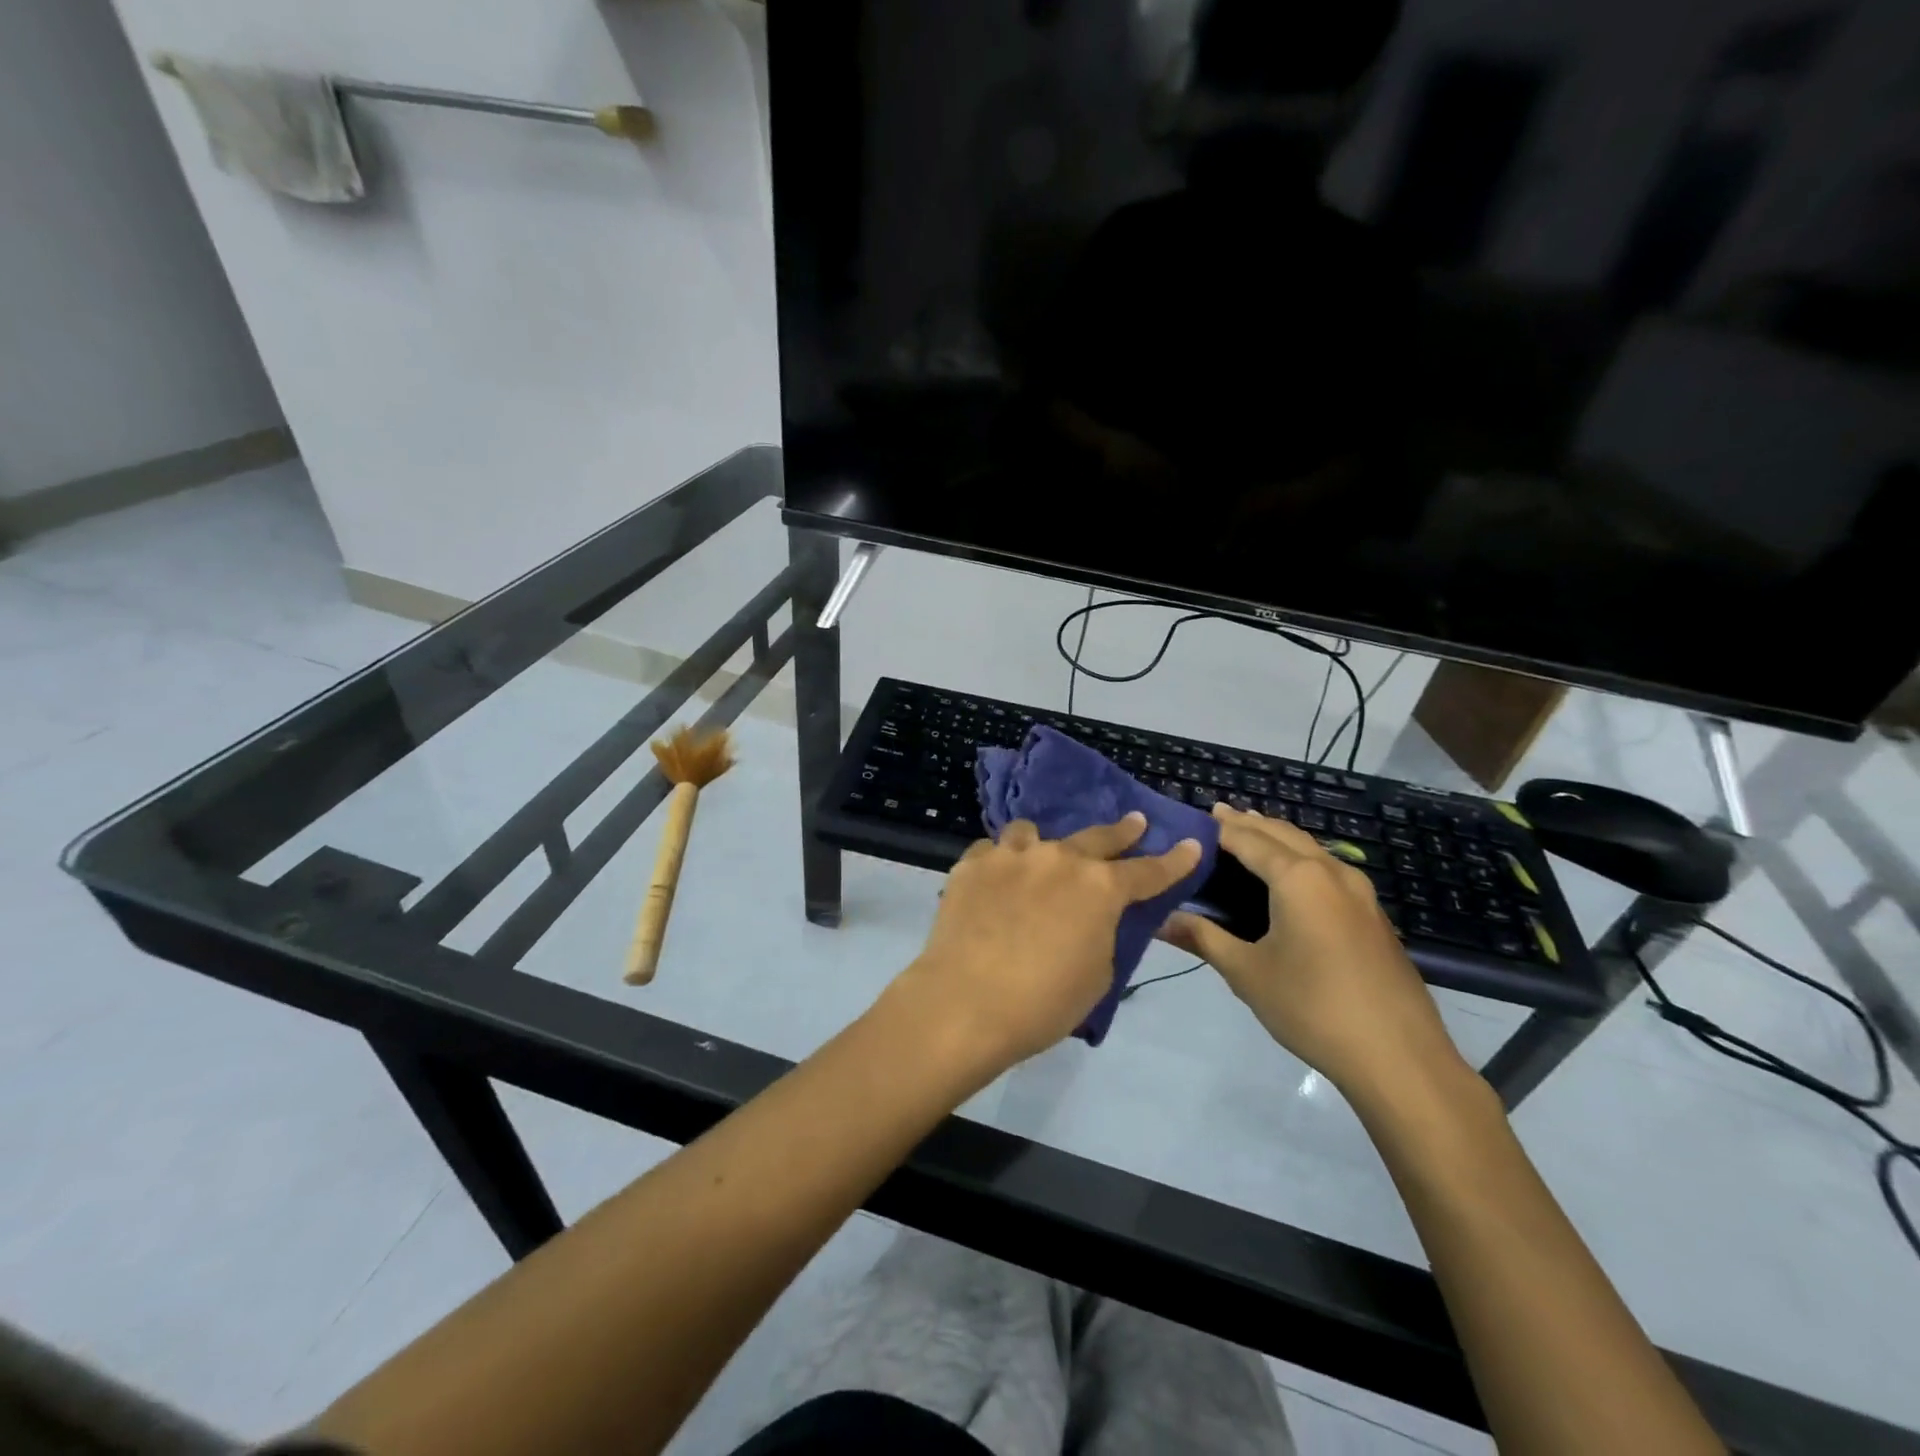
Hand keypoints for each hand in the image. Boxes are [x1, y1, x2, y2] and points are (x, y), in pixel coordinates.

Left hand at [895, 814, 1201, 1071]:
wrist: (966, 1002)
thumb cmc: (1043, 1002)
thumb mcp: (1097, 975)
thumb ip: (1101, 934)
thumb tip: (1090, 918)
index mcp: (1100, 888)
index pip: (1149, 871)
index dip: (1174, 860)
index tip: (1192, 845)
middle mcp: (1059, 859)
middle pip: (1098, 837)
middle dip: (1122, 831)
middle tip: (1135, 821)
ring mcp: (1012, 855)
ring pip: (1032, 833)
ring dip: (1043, 844)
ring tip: (1038, 857)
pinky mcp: (972, 863)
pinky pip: (992, 851)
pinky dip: (999, 863)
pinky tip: (993, 881)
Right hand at [1163, 804, 1466, 1101]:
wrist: (1399, 1058)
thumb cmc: (1313, 1007)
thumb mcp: (1247, 972)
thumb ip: (1203, 938)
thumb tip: (1161, 920)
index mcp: (1298, 878)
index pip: (1248, 839)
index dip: (1218, 828)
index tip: (1190, 819)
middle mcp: (1331, 872)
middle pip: (1283, 834)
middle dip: (1249, 823)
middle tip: (1216, 816)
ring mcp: (1360, 893)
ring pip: (1311, 848)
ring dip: (1278, 837)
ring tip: (1250, 834)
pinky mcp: (1373, 916)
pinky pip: (1328, 869)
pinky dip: (1300, 858)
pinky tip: (1290, 877)